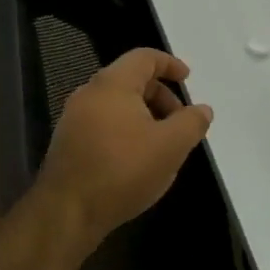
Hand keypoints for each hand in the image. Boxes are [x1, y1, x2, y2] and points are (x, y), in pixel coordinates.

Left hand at [33, 49, 214, 246]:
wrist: (66, 212)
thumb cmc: (122, 170)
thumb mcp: (170, 146)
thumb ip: (191, 123)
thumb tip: (202, 109)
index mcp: (112, 84)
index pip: (144, 57)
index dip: (169, 64)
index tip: (187, 78)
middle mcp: (89, 93)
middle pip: (131, 80)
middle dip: (161, 96)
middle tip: (180, 122)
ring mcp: (74, 118)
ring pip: (117, 104)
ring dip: (145, 116)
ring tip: (162, 145)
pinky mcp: (68, 142)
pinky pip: (104, 123)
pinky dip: (126, 130)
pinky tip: (137, 160)